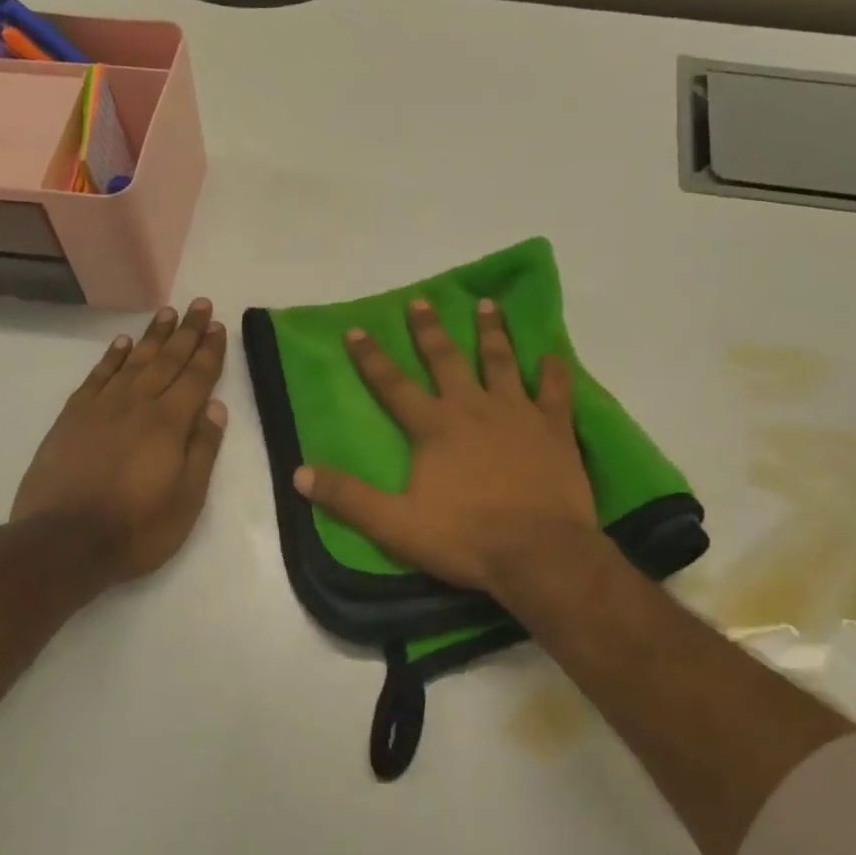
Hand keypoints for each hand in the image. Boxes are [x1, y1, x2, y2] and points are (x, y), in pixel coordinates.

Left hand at [10, 299, 228, 589]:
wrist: (63, 543)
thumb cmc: (137, 528)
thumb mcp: (187, 499)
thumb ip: (203, 450)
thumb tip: (216, 408)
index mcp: (170, 423)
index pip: (196, 377)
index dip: (209, 350)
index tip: (217, 325)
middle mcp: (137, 405)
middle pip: (167, 360)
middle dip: (186, 331)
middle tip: (198, 304)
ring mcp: (101, 408)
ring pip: (133, 361)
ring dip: (153, 336)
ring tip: (166, 312)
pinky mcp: (72, 418)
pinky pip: (97, 376)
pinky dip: (112, 357)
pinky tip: (123, 343)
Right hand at [293, 297, 597, 596]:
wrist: (540, 553)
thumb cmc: (466, 538)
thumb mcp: (396, 525)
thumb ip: (349, 498)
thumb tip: (299, 473)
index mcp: (435, 427)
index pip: (393, 385)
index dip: (371, 357)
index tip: (356, 329)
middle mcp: (474, 408)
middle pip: (447, 360)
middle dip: (430, 330)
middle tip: (422, 301)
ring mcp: (519, 414)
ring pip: (502, 362)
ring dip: (492, 332)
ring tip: (487, 304)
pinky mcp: (555, 429)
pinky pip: (557, 391)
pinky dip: (555, 371)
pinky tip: (553, 354)